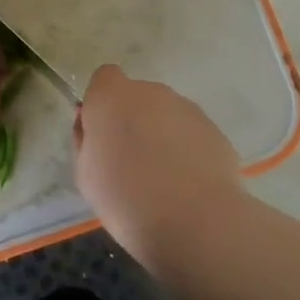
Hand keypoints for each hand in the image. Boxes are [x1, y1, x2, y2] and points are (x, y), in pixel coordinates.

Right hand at [74, 65, 245, 268]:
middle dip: (134, 120)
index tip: (103, 134)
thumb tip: (93, 125)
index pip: (105, 78)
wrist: (193, 221)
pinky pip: (191, 134)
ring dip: (161, 135)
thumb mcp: (85, 173)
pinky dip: (187, 151)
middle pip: (137, 97)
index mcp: (112, 97)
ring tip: (163, 180)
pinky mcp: (214, 130)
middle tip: (131, 162)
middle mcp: (151, 92)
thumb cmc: (125, 198)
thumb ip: (86, 139)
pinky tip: (187, 186)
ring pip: (166, 115)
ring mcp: (187, 109)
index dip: (103, 103)